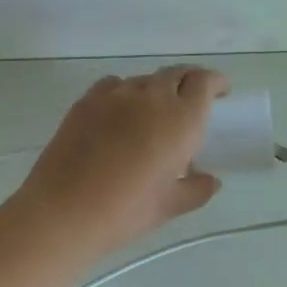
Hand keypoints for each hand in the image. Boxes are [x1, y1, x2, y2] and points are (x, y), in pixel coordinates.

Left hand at [14, 66, 229, 261]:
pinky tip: (119, 115)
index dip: (215, 82)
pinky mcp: (85, 102)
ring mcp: (114, 96)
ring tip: (152, 114)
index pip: (203, 82)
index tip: (220, 92)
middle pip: (174, 75)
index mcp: (181, 120)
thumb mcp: (170, 206)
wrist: (65, 210)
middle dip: (188, 83)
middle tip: (190, 102)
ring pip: (143, 80)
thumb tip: (210, 181)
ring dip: (154, 90)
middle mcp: (151, 97)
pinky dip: (124, 93)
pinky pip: (112, 86)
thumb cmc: (126, 211)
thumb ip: (196, 189)